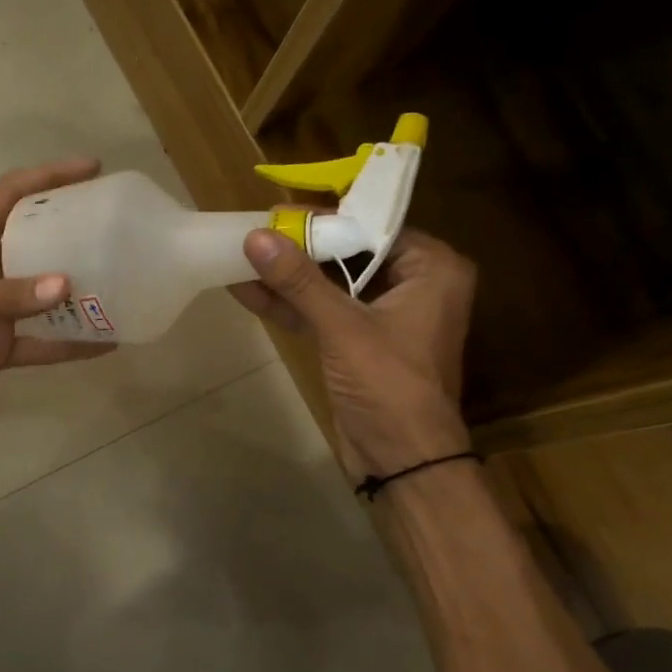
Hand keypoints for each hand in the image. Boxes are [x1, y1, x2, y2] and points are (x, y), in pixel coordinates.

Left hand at [0, 160, 112, 423]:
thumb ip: (2, 296)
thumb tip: (67, 288)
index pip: (14, 194)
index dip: (50, 176)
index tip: (93, 170)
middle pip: (42, 244)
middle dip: (80, 236)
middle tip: (124, 233)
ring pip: (49, 298)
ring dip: (83, 295)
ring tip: (128, 288)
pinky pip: (44, 345)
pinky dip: (73, 345)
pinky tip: (108, 344)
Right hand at [231, 226, 476, 478]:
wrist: (402, 460)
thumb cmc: (389, 386)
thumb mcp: (343, 328)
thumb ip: (299, 281)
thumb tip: (255, 237)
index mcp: (432, 269)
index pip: (374, 226)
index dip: (326, 218)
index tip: (279, 211)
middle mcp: (413, 285)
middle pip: (349, 254)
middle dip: (300, 248)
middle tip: (254, 231)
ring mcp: (384, 316)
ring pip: (331, 285)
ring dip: (288, 278)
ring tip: (240, 257)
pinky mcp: (359, 344)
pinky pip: (323, 313)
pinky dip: (291, 305)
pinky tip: (248, 290)